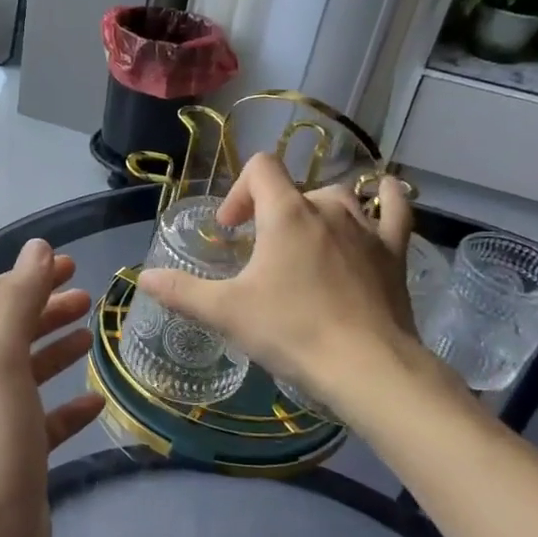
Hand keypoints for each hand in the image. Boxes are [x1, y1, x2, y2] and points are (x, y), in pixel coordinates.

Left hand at [0, 238, 104, 536]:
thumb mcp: (2, 357)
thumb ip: (18, 299)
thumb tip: (36, 247)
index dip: (30, 276)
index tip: (70, 263)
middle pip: (14, 331)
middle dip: (47, 307)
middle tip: (89, 296)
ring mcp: (2, 424)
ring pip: (30, 373)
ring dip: (57, 348)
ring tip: (92, 334)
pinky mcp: (24, 461)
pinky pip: (49, 422)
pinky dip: (71, 406)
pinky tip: (98, 403)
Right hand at [137, 155, 444, 413]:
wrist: (367, 367)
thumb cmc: (291, 330)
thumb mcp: (226, 313)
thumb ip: (181, 291)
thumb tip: (143, 278)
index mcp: (285, 214)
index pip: (260, 169)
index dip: (239, 191)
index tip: (230, 230)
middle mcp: (327, 208)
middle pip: (294, 190)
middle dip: (271, 213)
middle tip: (260, 254)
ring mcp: (366, 228)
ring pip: (338, 199)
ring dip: (315, 212)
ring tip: (305, 242)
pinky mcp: (394, 252)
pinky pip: (394, 211)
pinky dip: (387, 198)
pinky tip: (384, 193)